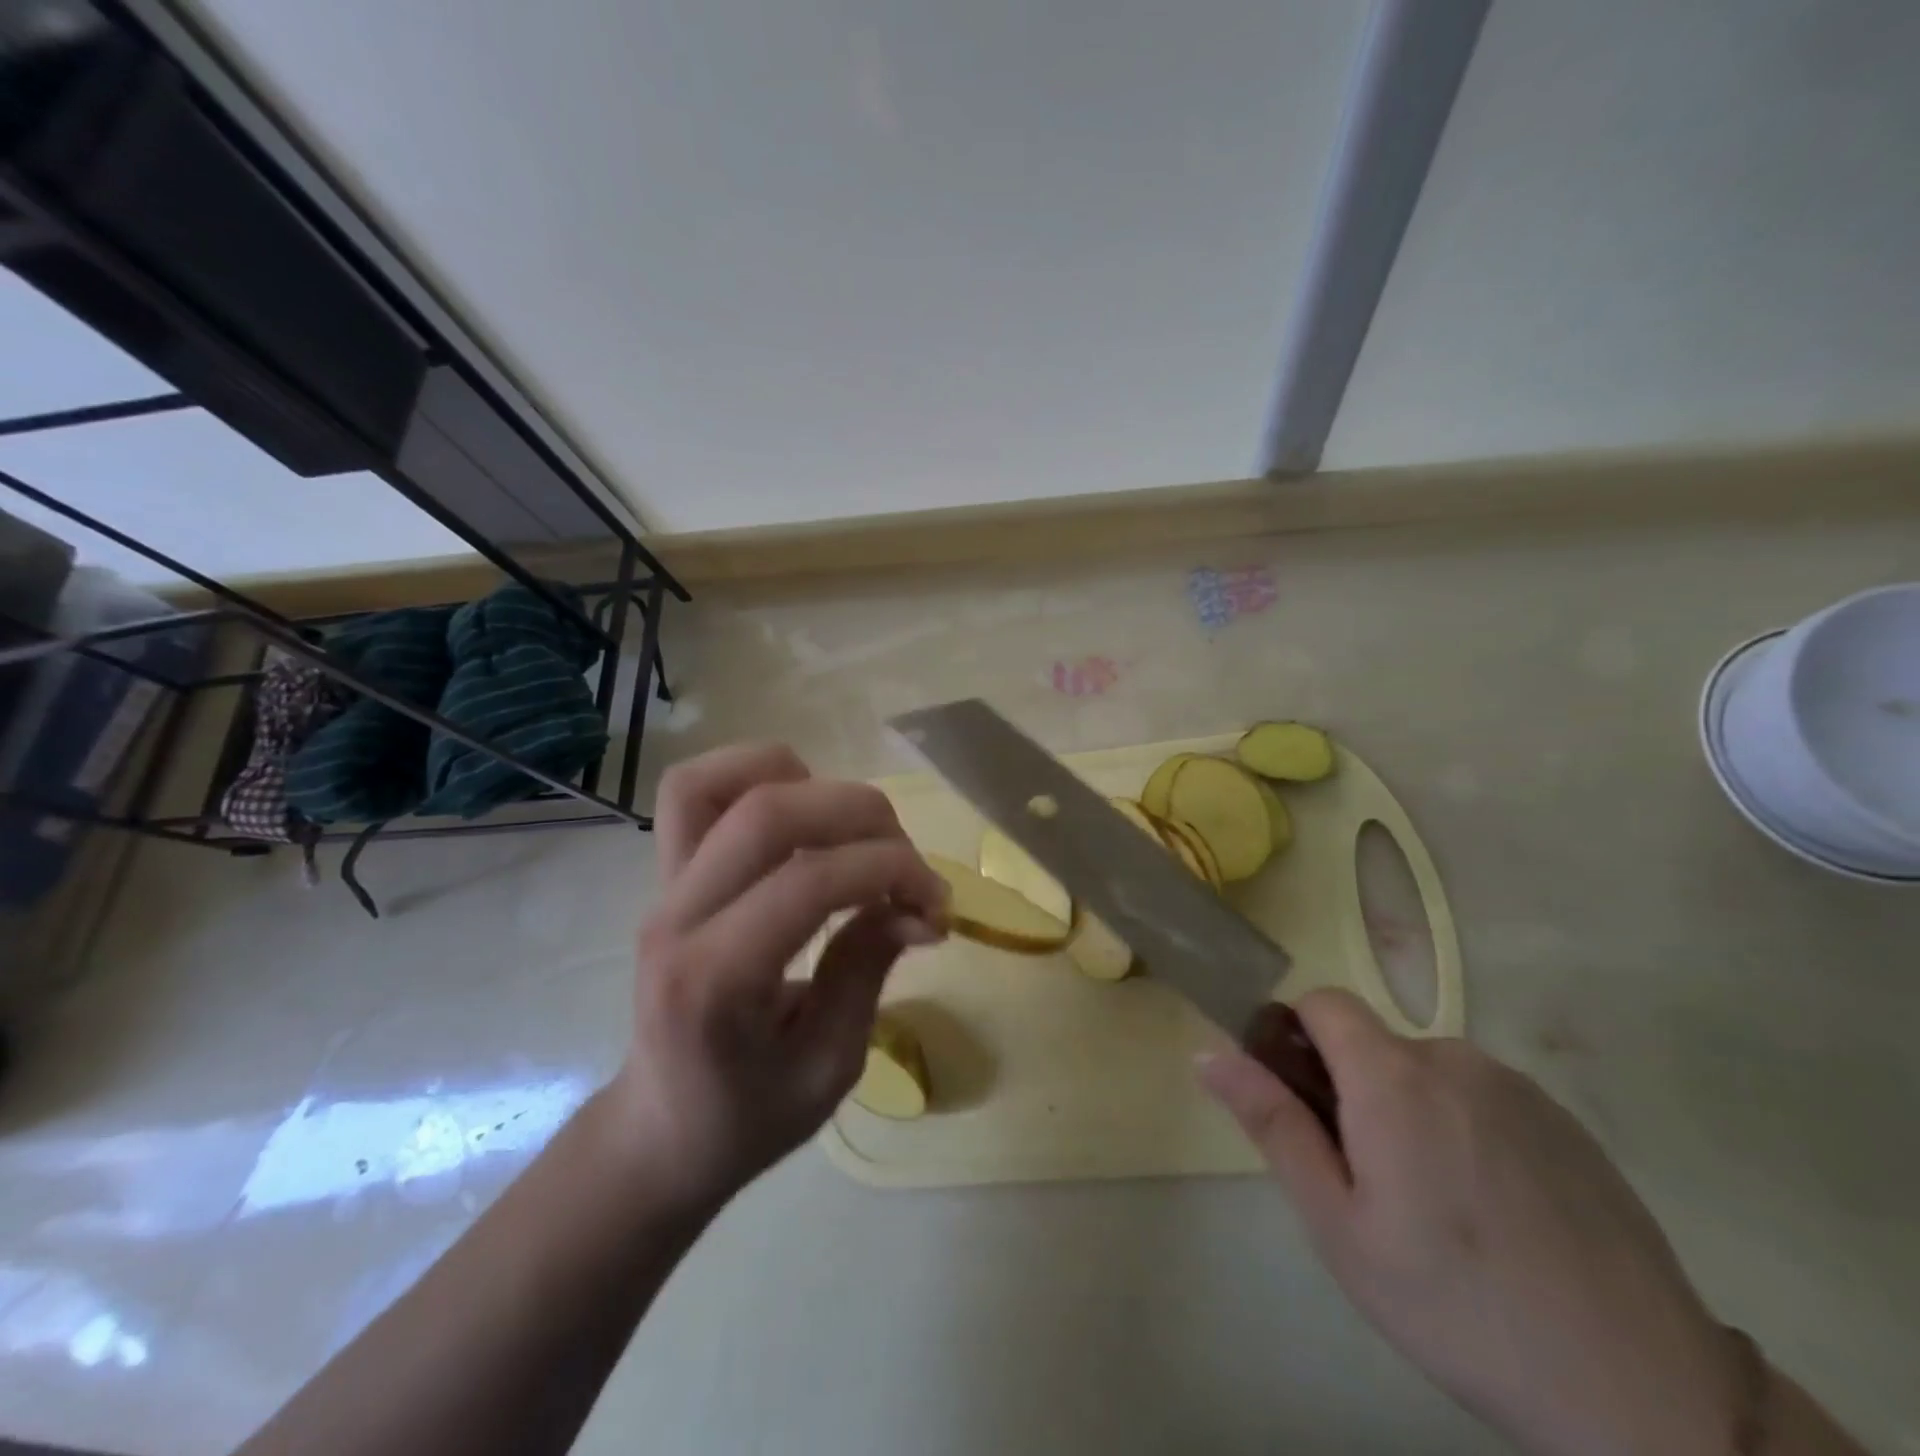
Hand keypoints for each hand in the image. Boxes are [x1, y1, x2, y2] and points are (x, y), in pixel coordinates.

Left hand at [609, 744, 945, 1213]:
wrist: (659, 1132)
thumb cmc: (748, 1117)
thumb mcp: (830, 1067)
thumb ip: (869, 969)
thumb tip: (918, 903)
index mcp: (716, 981)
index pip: (810, 880)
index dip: (890, 869)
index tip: (936, 903)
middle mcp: (677, 916)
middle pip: (769, 813)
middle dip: (862, 816)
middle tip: (907, 863)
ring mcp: (661, 887)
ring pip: (717, 782)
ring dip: (802, 782)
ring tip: (847, 828)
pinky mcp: (665, 873)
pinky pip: (695, 790)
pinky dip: (754, 775)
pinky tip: (802, 810)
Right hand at [1200, 991, 1742, 1455]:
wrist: (1644, 1391)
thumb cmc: (1456, 1304)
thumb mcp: (1339, 1225)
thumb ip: (1273, 1124)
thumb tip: (1209, 1052)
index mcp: (1393, 1076)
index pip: (1322, 1001)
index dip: (1297, 1036)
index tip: (1300, 1099)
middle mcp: (1454, 1058)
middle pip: (1374, 1044)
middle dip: (1353, 1090)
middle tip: (1370, 1182)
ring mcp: (1517, 1087)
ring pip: (1427, 1073)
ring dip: (1410, 1111)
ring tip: (1437, 1207)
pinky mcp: (1565, 1121)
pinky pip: (1483, 1099)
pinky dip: (1465, 1130)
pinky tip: (1495, 1212)